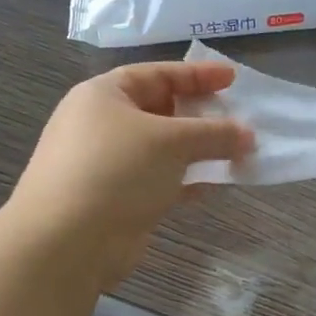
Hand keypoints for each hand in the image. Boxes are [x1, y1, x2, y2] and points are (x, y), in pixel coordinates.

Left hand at [9, 61, 253, 287]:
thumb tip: (248, 135)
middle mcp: (102, 124)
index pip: (157, 74)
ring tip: (236, 153)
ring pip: (162, 149)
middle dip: (200, 115)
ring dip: (198, 151)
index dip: (197, 74)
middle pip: (160, 110)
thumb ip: (214, 134)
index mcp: (104, 95)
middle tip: (238, 119)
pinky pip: (158, 180)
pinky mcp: (116, 199)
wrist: (66, 242)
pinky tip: (213, 186)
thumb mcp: (171, 142)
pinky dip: (185, 180)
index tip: (233, 78)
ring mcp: (107, 164)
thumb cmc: (117, 171)